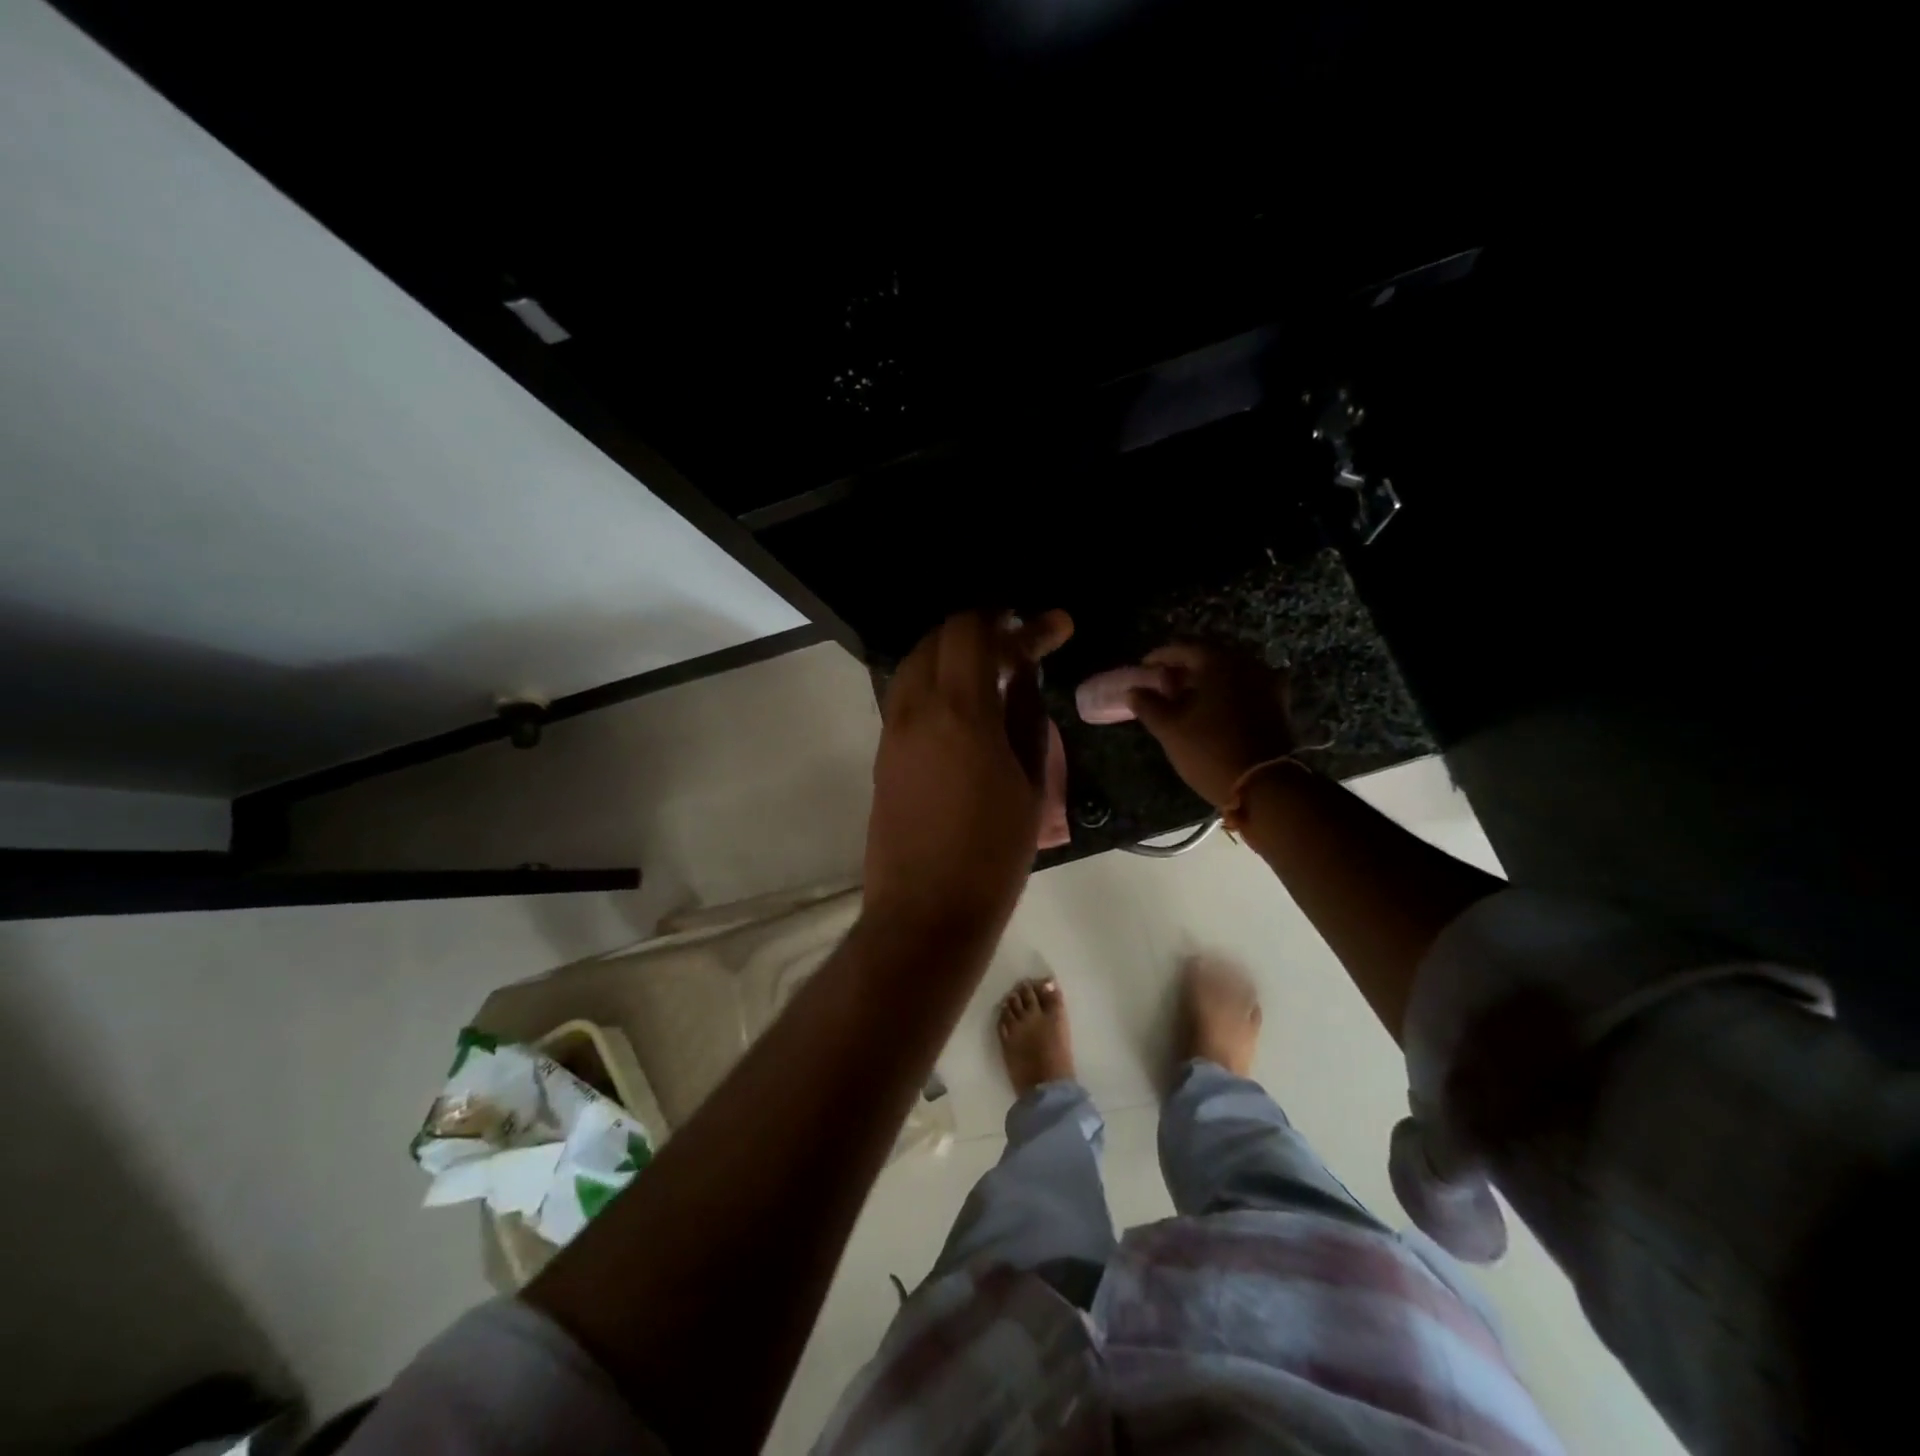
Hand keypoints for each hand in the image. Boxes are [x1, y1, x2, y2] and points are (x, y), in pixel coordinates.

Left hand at [864, 610, 1070, 941]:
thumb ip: (1027, 718)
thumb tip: (1025, 675)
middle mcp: (916, 710)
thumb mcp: (1030, 786)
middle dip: (981, 630)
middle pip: (938, 638)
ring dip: (951, 654)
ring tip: (992, 670)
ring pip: (914, 664)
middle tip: (1020, 646)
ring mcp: (892, 732)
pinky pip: (904, 695)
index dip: (1012, 619)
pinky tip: (963, 705)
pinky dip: (933, 681)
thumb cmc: (992, 855)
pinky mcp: (882, 755)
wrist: (925, 911)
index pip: (972, 631)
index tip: (1049, 627)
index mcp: (960, 712)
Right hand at [1126, 641, 1295, 807]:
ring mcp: (1267, 682)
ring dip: (1206, 681)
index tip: (1143, 668)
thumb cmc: (1210, 751)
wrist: (1265, 786)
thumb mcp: (1170, 729)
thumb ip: (1148, 705)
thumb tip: (1134, 690)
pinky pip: (1245, 687)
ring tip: (1185, 698)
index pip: (1183, 647)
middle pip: (1209, 657)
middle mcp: (1247, 663)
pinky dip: (1226, 692)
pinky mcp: (1278, 703)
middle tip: (1163, 683)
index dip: (1160, 656)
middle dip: (1184, 668)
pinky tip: (1213, 708)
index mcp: (1219, 662)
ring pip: (1229, 672)